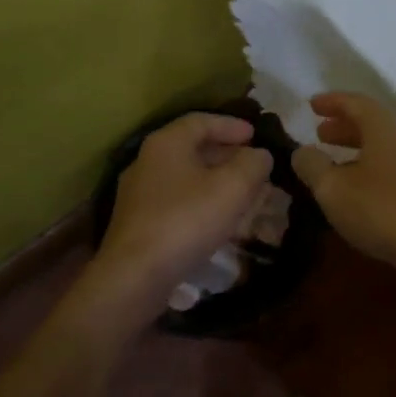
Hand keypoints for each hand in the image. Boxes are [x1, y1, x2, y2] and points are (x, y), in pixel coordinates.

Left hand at [94, 112, 274, 306]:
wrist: (136, 275)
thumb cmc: (186, 220)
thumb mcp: (232, 187)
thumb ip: (252, 164)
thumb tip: (260, 155)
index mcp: (166, 143)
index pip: (201, 121)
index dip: (231, 125)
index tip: (255, 135)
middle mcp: (147, 161)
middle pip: (192, 148)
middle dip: (226, 154)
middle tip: (253, 165)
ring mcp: (139, 193)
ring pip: (185, 176)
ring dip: (216, 180)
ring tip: (243, 192)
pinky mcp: (138, 222)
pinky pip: (176, 200)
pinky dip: (201, 200)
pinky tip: (218, 219)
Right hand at [290, 93, 395, 276]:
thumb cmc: (381, 211)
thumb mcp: (332, 189)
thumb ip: (312, 165)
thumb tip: (302, 151)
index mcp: (385, 127)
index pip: (356, 102)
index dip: (332, 102)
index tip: (311, 105)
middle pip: (373, 122)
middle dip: (344, 125)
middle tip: (320, 134)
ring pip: (385, 144)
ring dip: (358, 147)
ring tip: (335, 161)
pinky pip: (395, 163)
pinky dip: (373, 164)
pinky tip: (360, 186)